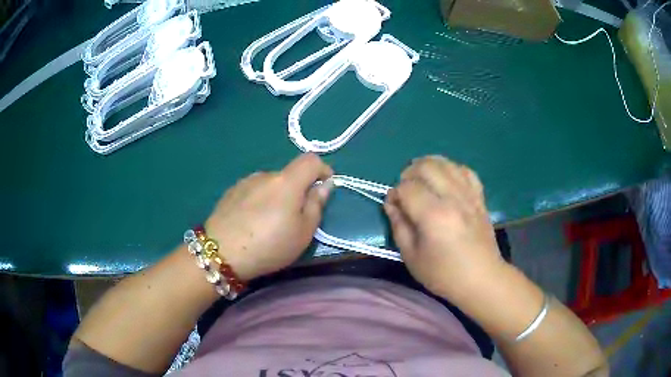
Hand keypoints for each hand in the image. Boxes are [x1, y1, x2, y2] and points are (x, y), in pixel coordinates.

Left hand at [205, 154, 332, 280]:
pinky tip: (250, 222)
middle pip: (289, 175)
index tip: (324, 187)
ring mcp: (245, 182)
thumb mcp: (303, 233)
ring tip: (268, 224)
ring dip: (276, 197)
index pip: (311, 160)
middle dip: (297, 191)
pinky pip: (253, 190)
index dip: (323, 169)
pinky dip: (259, 201)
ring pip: (270, 184)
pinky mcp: (231, 191)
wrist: (221, 253)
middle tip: (294, 219)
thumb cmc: (269, 245)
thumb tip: (324, 185)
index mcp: (286, 182)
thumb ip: (316, 205)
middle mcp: (265, 175)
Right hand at [384, 156, 504, 299]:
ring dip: (428, 167)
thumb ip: (399, 226)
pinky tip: (446, 181)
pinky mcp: (479, 197)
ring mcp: (469, 195)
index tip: (394, 207)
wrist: (481, 278)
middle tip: (406, 191)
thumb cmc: (443, 274)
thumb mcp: (411, 257)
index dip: (395, 194)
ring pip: (446, 163)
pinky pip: (465, 171)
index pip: (407, 188)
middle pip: (426, 166)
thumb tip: (391, 204)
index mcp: (433, 216)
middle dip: (409, 174)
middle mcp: (452, 198)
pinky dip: (452, 170)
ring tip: (422, 182)